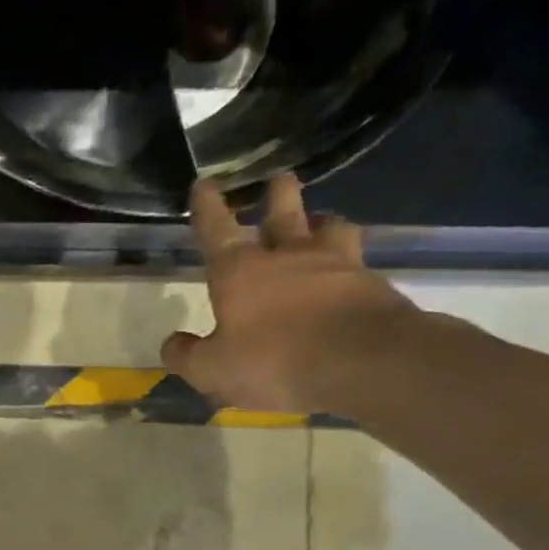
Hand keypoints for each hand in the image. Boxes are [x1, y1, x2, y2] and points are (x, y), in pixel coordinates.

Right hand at [161, 174, 417, 413]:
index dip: (207, 207)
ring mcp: (337, 267)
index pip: (216, 229)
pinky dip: (348, 264)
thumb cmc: (275, 361)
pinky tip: (347, 274)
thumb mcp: (213, 369)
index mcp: (239, 271)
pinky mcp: (375, 286)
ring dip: (322, 222)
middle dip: (278, 196)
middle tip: (279, 179)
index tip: (204, 184)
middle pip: (283, 214)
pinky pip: (357, 264)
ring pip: (330, 229)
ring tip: (320, 222)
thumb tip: (174, 343)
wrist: (368, 365)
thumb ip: (187, 355)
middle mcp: (288, 258)